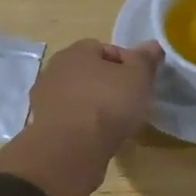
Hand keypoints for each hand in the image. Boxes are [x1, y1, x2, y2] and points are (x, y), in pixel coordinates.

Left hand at [26, 38, 163, 158]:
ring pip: (78, 97)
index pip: (104, 48)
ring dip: (95, 107)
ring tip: (116, 124)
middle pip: (89, 73)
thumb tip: (153, 45)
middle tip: (130, 102)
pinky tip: (98, 139)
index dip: (126, 62)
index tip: (141, 80)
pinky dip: (83, 126)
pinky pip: (70, 120)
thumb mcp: (138, 77)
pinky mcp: (43, 128)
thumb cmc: (107, 104)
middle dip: (109, 85)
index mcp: (76, 52)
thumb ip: (146, 60)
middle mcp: (55, 70)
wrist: (70, 150)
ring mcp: (45, 100)